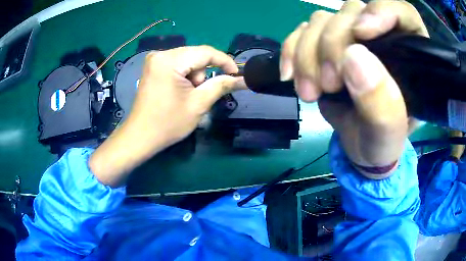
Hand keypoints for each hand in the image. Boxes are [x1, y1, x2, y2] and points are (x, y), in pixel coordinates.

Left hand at [89, 46, 245, 185]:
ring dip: (194, 76)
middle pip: (196, 55)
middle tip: (201, 94)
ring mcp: (155, 60)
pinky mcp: (153, 67)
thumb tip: (243, 79)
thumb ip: (221, 86)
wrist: (140, 136)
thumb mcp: (198, 104)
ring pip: (187, 61)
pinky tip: (179, 92)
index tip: (237, 75)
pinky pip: (177, 65)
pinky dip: (184, 76)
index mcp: (169, 60)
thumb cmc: (168, 123)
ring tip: (187, 96)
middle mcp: (160, 54)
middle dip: (204, 73)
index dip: (225, 61)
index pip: (206, 52)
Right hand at [280, 0, 428, 177]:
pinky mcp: (326, 45)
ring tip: (311, 92)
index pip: (401, 12)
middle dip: (333, 43)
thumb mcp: (387, 136)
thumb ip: (381, 104)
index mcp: (409, 55)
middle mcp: (381, 37)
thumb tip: (353, 57)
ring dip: (308, 53)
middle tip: (329, 84)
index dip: (380, 12)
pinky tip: (291, 75)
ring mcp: (351, 38)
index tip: (361, 34)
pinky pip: (302, 31)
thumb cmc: (381, 143)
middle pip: (352, 12)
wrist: (359, 147)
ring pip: (322, 20)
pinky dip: (291, 51)